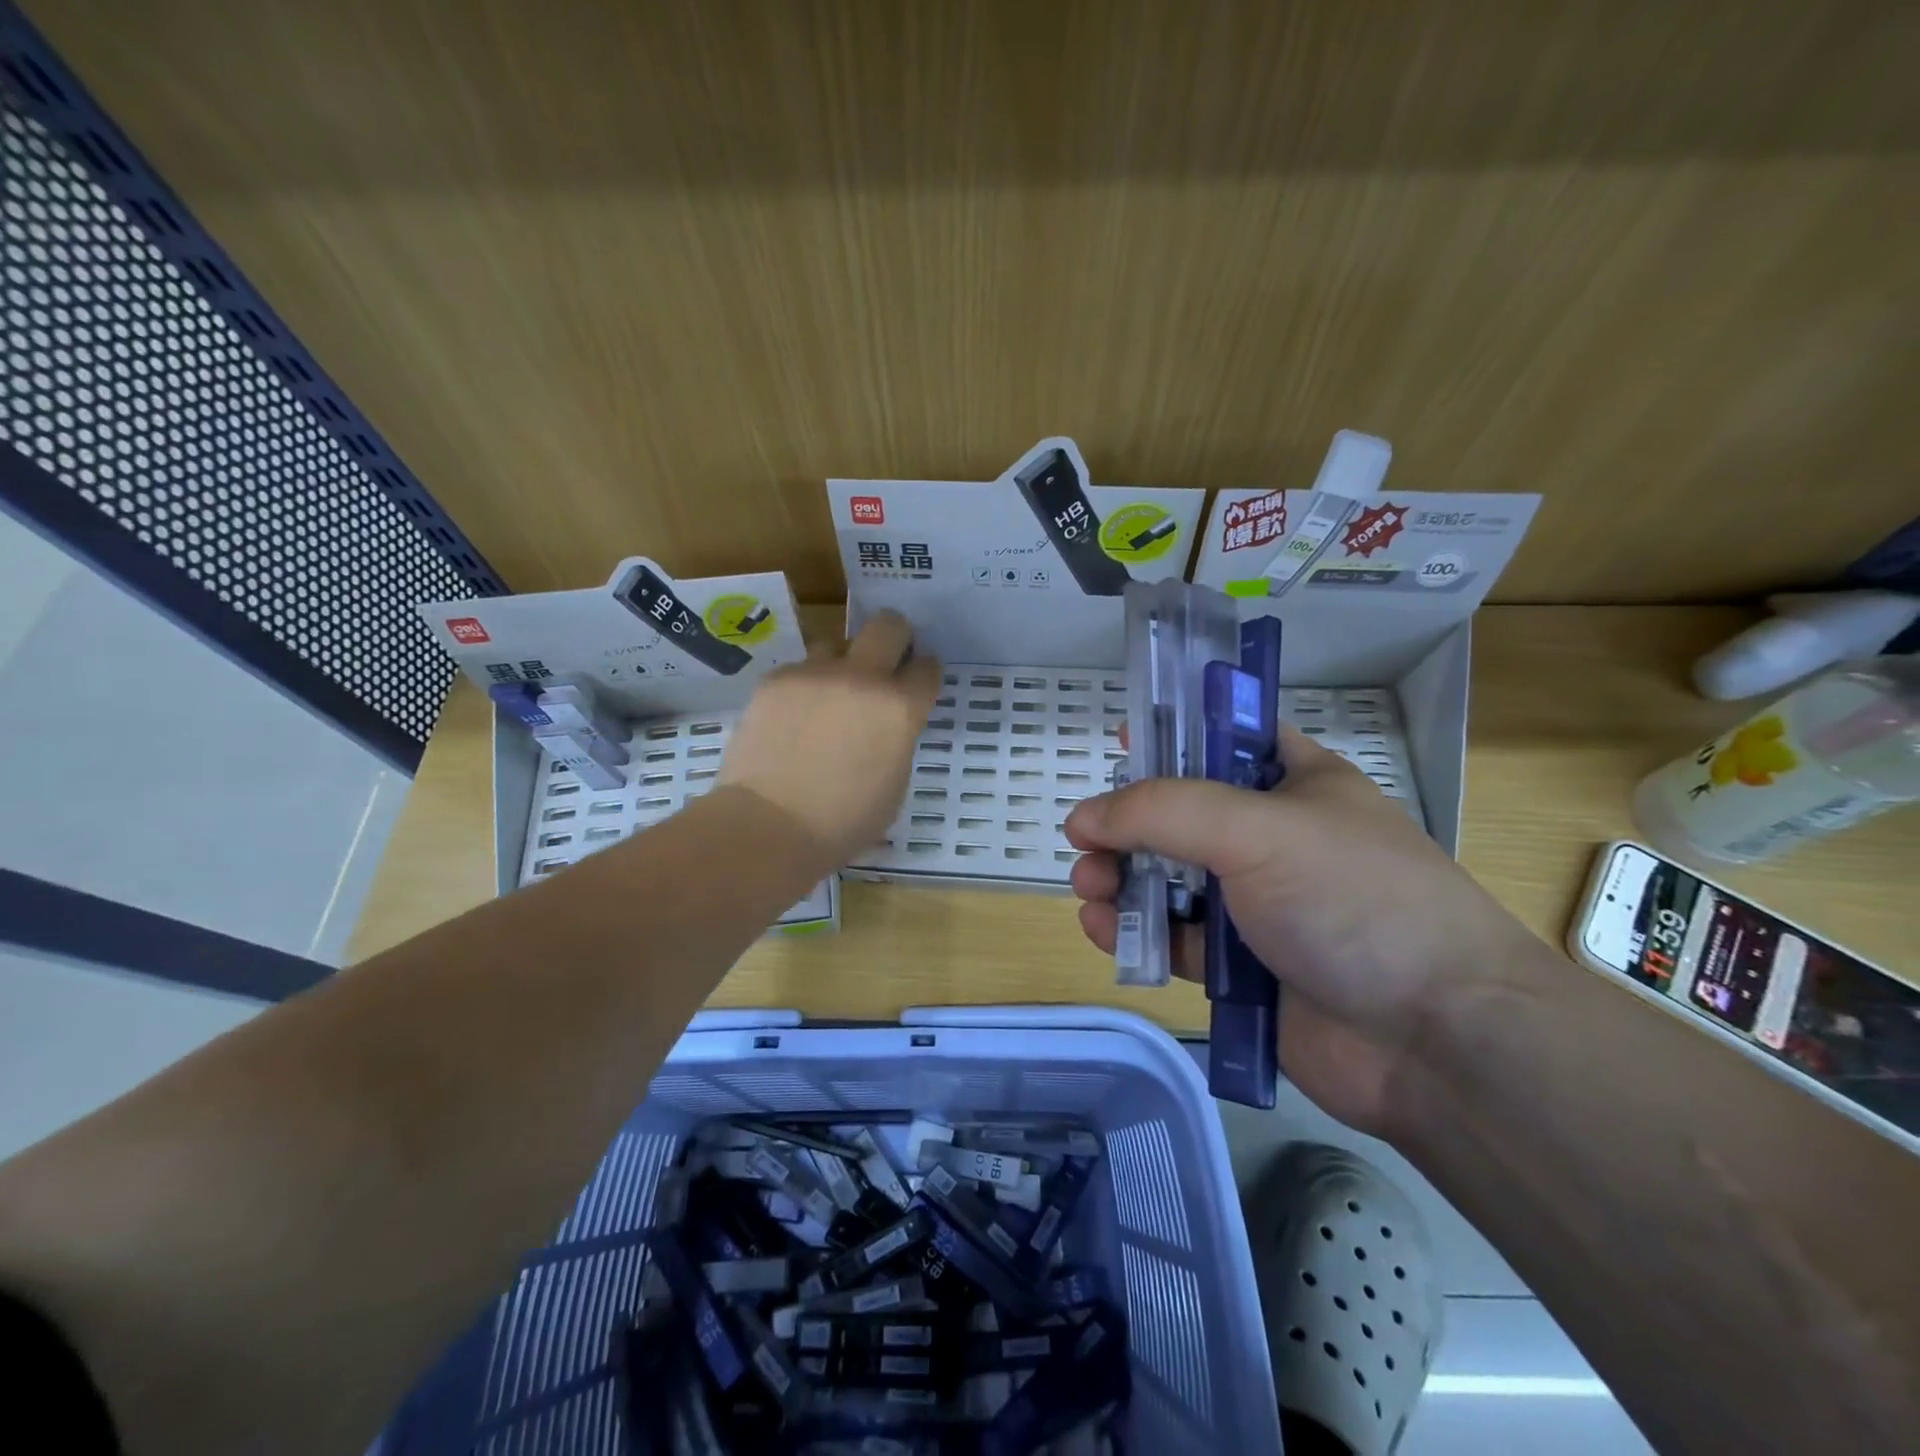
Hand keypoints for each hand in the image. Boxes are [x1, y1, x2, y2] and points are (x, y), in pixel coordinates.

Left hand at [719, 611, 941, 864]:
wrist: (769, 826)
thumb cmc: (843, 822)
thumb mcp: (894, 784)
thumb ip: (897, 740)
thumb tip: (887, 725)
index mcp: (900, 708)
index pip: (927, 668)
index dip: (923, 675)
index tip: (915, 685)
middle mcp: (862, 678)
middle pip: (888, 625)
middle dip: (894, 638)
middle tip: (884, 664)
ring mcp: (815, 674)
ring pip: (836, 643)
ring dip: (840, 664)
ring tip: (827, 698)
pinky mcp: (776, 680)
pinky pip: (798, 670)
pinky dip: (803, 688)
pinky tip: (791, 720)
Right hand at [1064, 729, 1527, 1135]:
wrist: (1436, 1041)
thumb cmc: (1353, 902)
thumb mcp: (1257, 830)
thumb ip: (1161, 812)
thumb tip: (1082, 817)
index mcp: (1296, 783)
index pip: (1222, 739)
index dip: (1170, 737)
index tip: (1116, 743)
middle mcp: (1275, 838)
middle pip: (1180, 815)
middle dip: (1127, 825)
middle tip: (1087, 844)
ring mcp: (1259, 905)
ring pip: (1169, 880)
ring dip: (1122, 879)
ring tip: (1090, 889)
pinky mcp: (1242, 968)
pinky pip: (1175, 938)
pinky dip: (1136, 931)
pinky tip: (1104, 930)